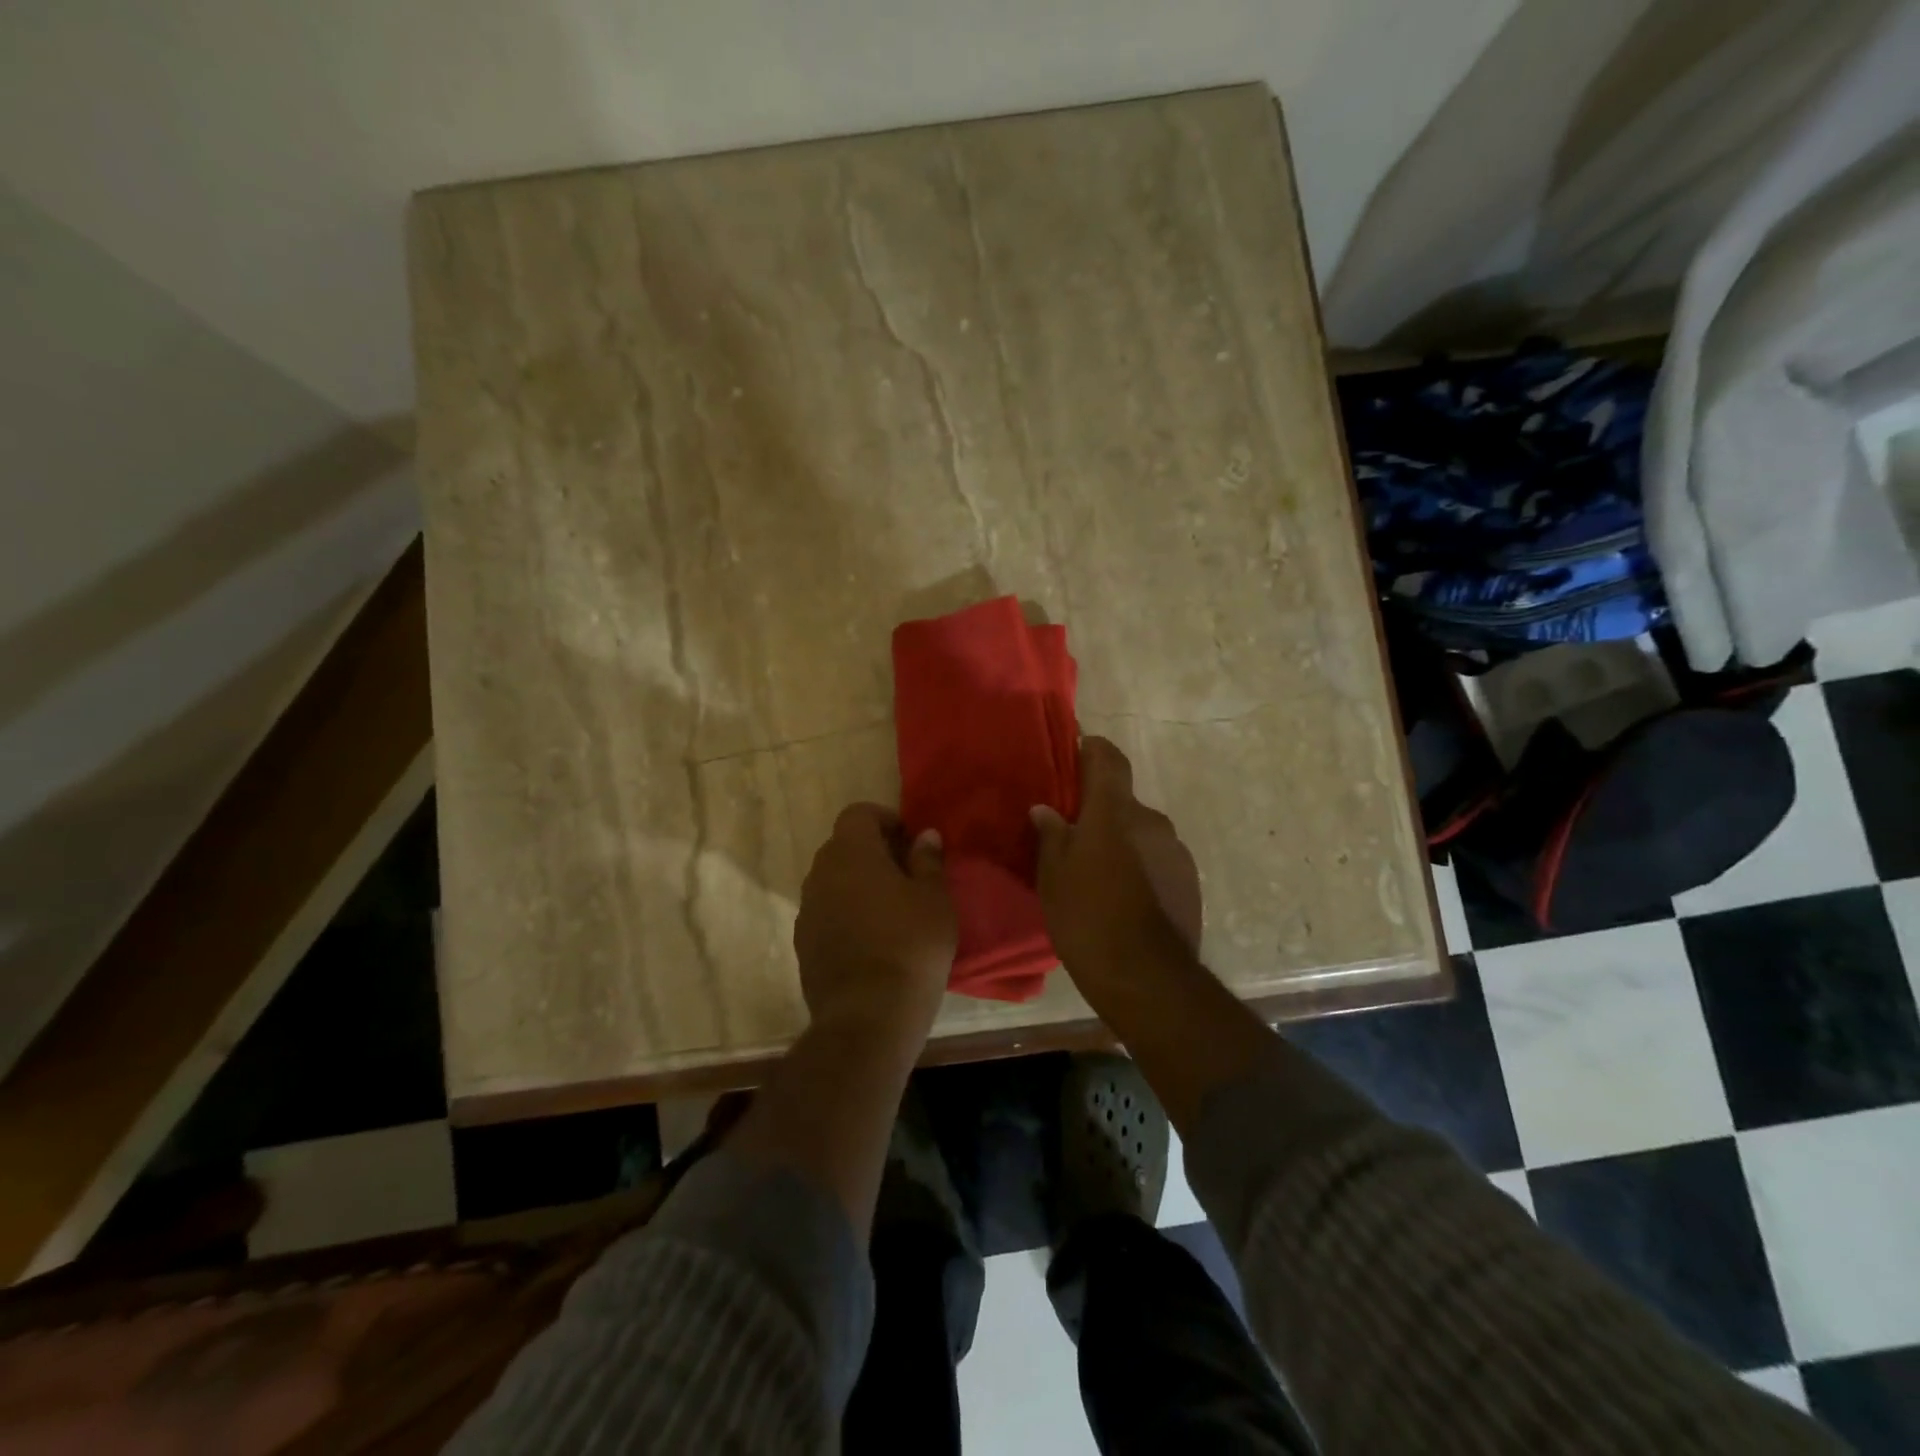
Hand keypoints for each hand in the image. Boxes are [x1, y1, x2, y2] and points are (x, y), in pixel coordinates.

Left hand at [794, 803, 957, 1035]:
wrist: (868, 1016)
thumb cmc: (910, 946)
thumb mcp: (935, 899)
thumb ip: (928, 861)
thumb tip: (925, 835)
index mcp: (850, 852)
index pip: (858, 813)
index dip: (885, 819)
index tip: (909, 840)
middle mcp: (820, 873)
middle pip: (843, 846)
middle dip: (873, 851)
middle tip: (906, 873)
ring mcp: (806, 910)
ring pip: (833, 881)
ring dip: (858, 883)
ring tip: (891, 909)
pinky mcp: (803, 944)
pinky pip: (826, 912)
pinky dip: (846, 913)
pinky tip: (872, 939)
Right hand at [1032, 737, 1201, 986]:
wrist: (1147, 976)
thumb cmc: (1087, 917)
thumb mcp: (1053, 876)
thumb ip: (1051, 836)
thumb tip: (1046, 810)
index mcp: (1114, 811)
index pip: (1108, 758)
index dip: (1092, 748)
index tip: (1076, 751)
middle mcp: (1150, 820)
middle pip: (1122, 802)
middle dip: (1100, 812)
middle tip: (1073, 837)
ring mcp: (1175, 850)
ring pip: (1140, 834)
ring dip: (1121, 843)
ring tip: (1098, 875)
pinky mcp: (1189, 880)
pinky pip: (1157, 860)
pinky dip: (1140, 868)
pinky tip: (1124, 898)